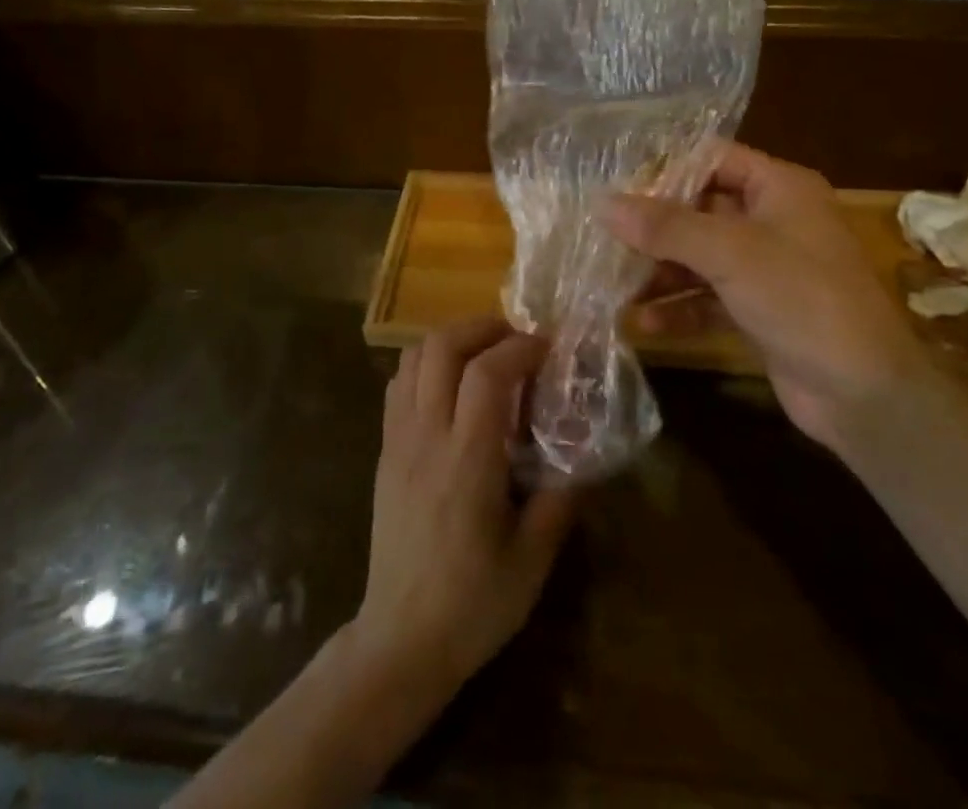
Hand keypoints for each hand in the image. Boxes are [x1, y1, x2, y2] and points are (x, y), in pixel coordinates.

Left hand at [348, 317, 577, 705]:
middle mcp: (427, 437)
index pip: (486, 374)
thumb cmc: (472, 605)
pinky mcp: (384, 450)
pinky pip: (398, 383)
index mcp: (467, 461)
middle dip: (482, 327)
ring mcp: (398, 440)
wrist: (400, 641)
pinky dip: (425, 363)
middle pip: (441, 347)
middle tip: (515, 338)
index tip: (547, 347)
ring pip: (413, 357)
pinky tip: (451, 384)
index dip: (519, 347)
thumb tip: (583, 459)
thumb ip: (560, 501)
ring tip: (485, 353)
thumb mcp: (532, 561)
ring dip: (451, 339)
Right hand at [604, 142, 930, 448]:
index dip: (666, 170)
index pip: (712, 160)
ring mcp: (767, 268)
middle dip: (654, 227)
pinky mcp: (760, 310)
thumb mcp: (730, 252)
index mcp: (779, 188)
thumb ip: (665, 226)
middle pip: (700, 209)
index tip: (617, 187)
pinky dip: (678, 308)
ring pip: (700, 257)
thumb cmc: (802, 298)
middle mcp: (774, 220)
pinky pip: (708, 298)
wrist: (865, 394)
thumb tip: (603, 204)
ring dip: (660, 271)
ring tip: (612, 282)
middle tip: (604, 237)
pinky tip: (640, 323)